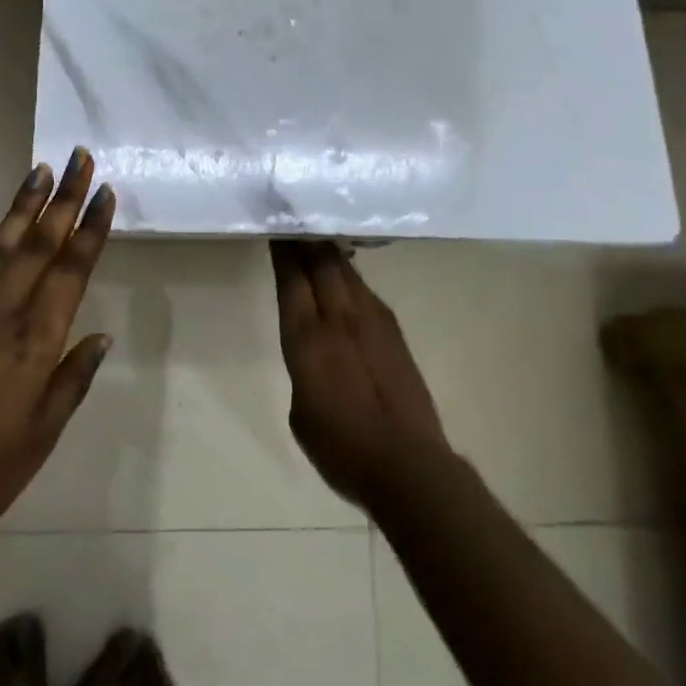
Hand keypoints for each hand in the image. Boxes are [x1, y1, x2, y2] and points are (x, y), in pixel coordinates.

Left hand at [0, 151, 114, 559]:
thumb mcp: (38, 439)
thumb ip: (71, 382)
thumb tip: (100, 336)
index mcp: (33, 342)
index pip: (71, 271)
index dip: (90, 229)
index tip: (104, 193)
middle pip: (39, 244)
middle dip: (63, 198)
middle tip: (79, 157)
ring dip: (21, 207)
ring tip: (38, 171)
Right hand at [271, 241, 450, 510]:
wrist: (409, 466)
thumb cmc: (342, 449)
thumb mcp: (301, 412)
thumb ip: (302, 369)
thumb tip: (312, 353)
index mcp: (308, 339)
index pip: (292, 278)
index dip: (283, 250)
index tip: (276, 227)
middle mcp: (339, 318)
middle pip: (321, 262)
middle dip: (305, 238)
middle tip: (294, 218)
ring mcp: (371, 321)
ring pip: (345, 270)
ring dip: (328, 251)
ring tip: (316, 235)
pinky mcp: (394, 331)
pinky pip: (364, 289)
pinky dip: (348, 273)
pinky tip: (344, 273)